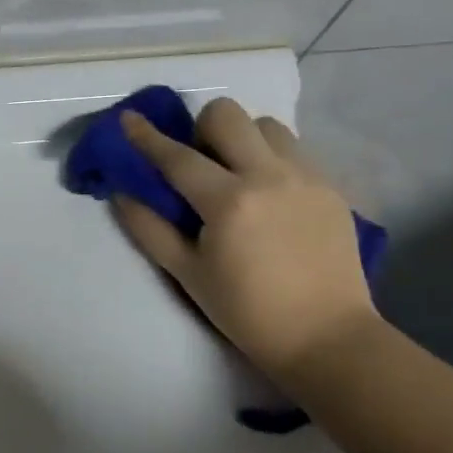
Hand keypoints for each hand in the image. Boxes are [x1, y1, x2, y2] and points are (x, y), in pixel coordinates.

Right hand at [116, 101, 375, 378]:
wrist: (326, 336)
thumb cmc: (247, 311)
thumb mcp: (187, 274)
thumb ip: (150, 229)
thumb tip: (121, 194)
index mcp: (228, 201)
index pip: (177, 157)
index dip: (146, 136)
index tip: (127, 118)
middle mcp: (269, 176)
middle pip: (228, 115)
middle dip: (202, 128)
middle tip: (199, 163)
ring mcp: (306, 177)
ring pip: (266, 125)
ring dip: (242, 139)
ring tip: (237, 174)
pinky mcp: (331, 187)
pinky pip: (295, 149)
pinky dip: (271, 157)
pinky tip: (268, 194)